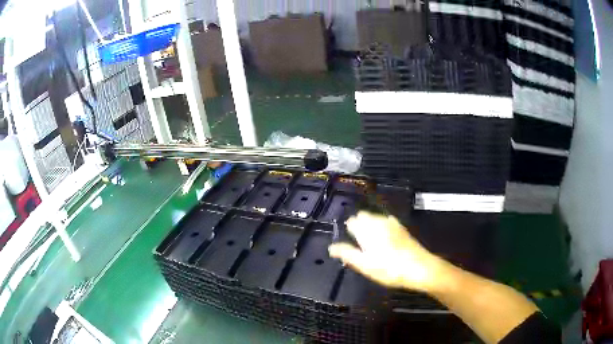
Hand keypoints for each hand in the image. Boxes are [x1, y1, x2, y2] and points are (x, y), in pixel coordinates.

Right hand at [329, 211, 445, 291]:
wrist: (420, 268)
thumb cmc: (389, 269)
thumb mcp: (365, 265)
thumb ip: (347, 254)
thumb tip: (331, 247)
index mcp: (367, 229)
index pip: (352, 221)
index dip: (348, 231)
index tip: (350, 242)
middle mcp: (379, 222)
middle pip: (363, 217)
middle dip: (359, 226)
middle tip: (360, 245)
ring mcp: (392, 223)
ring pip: (375, 218)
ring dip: (370, 226)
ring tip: (371, 245)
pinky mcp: (402, 228)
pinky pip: (386, 222)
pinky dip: (382, 227)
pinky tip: (385, 240)